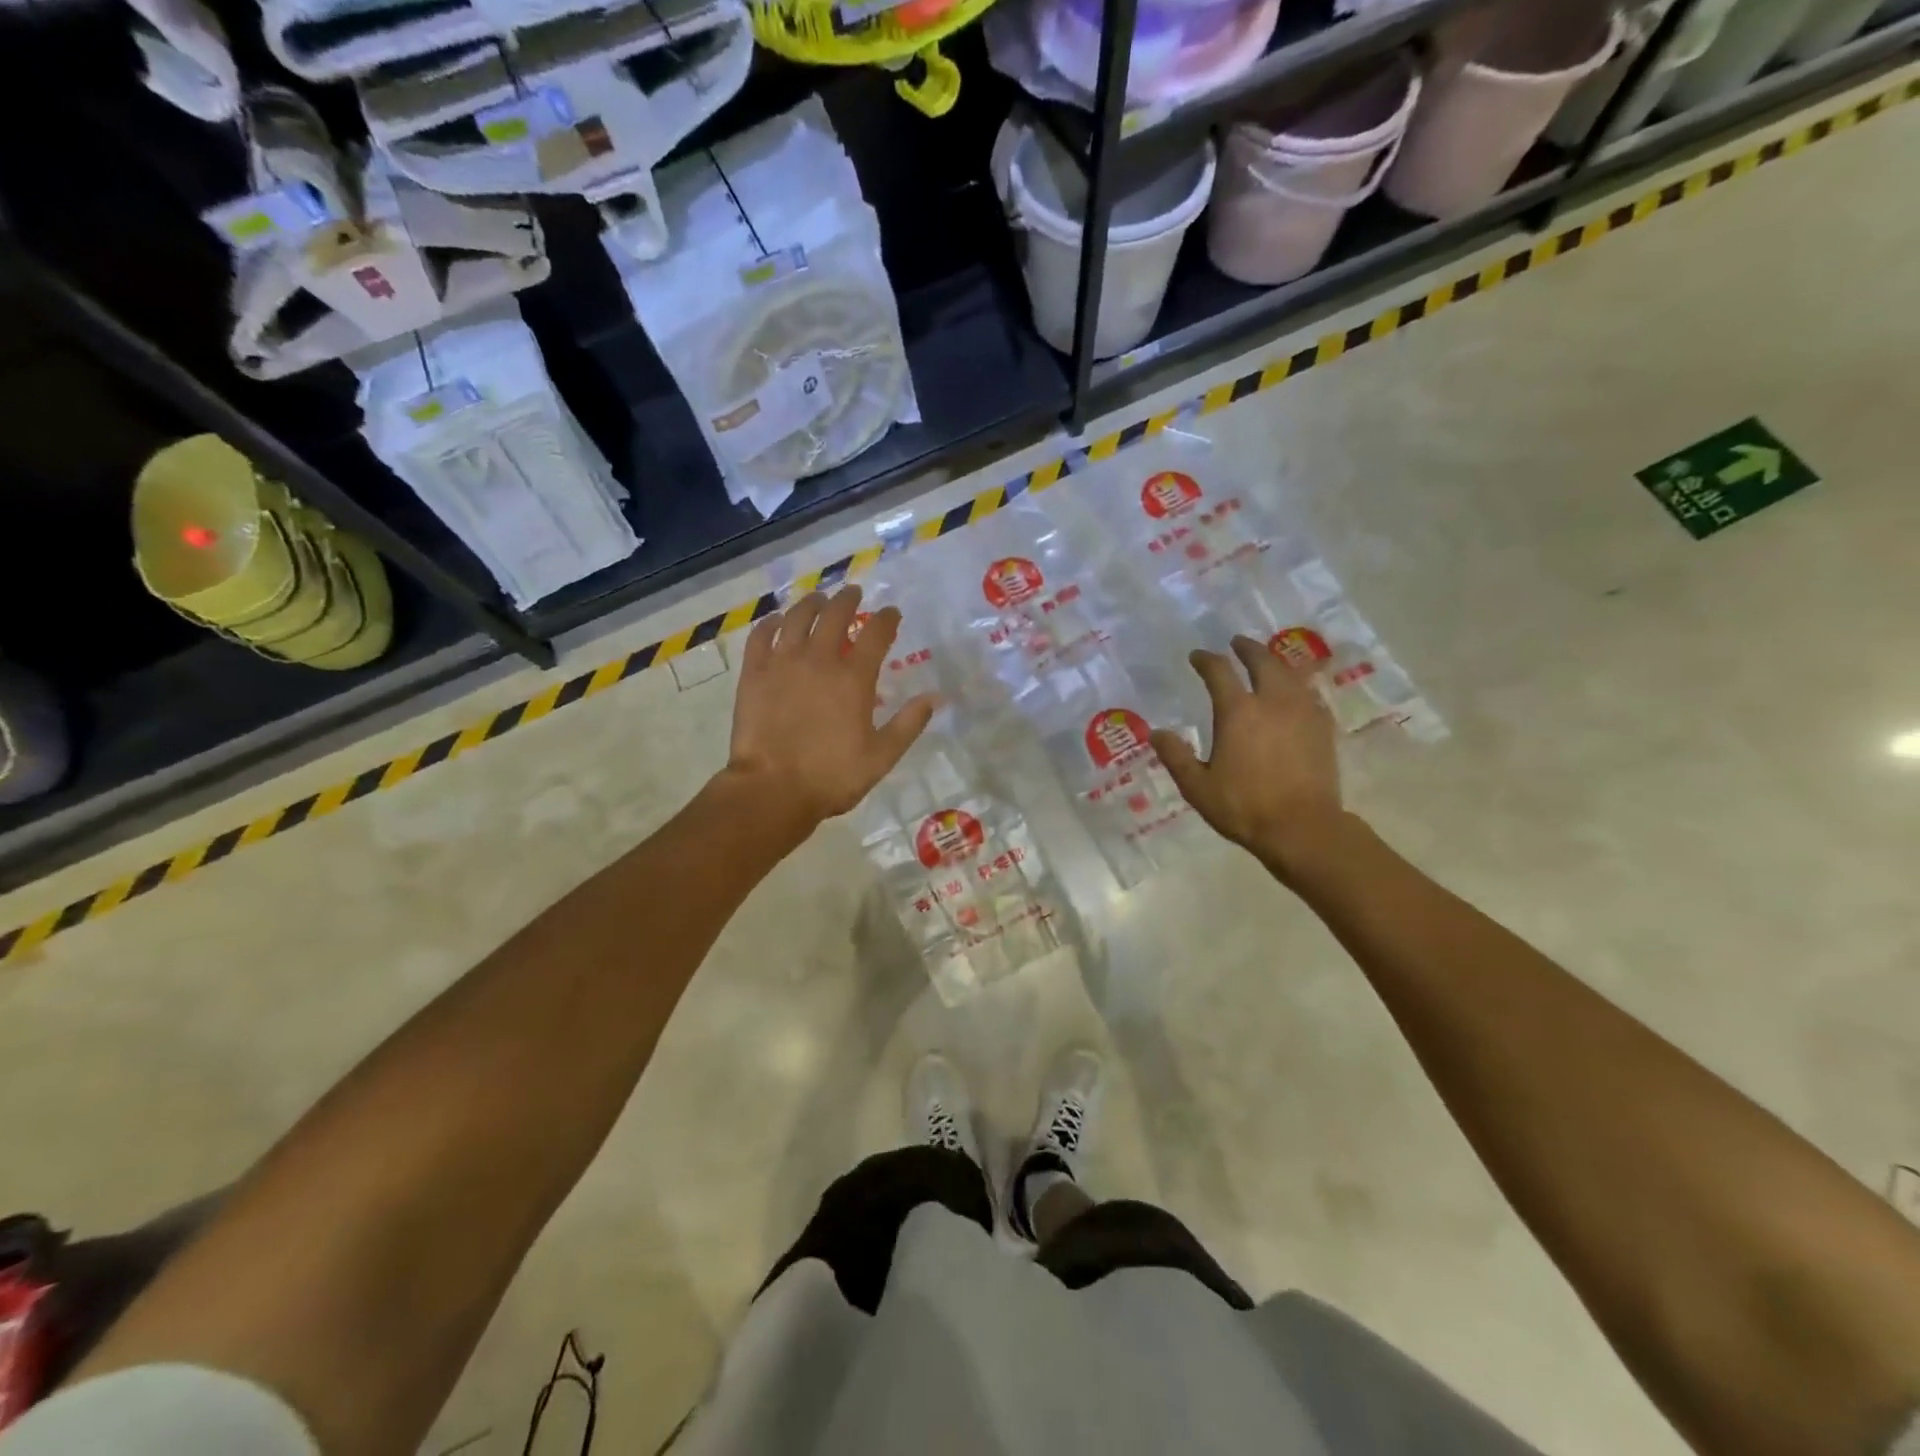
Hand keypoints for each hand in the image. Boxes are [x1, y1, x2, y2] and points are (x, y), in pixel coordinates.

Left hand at [724, 585, 936, 829]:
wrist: (772, 789)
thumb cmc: (832, 776)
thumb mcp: (881, 756)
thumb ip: (909, 724)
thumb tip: (935, 697)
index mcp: (854, 678)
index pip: (876, 634)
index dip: (887, 619)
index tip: (892, 613)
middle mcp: (819, 660)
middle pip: (836, 615)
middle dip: (848, 599)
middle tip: (854, 593)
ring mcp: (783, 663)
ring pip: (798, 618)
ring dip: (811, 603)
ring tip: (818, 599)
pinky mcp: (753, 673)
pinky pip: (762, 636)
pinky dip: (772, 623)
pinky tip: (777, 621)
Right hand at [1150, 635, 1352, 879]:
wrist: (1303, 827)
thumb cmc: (1244, 807)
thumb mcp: (1197, 787)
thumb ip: (1176, 756)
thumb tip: (1157, 733)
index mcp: (1237, 712)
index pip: (1219, 672)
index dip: (1206, 660)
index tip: (1197, 656)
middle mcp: (1272, 701)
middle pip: (1262, 661)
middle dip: (1247, 648)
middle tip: (1237, 643)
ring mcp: (1303, 712)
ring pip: (1290, 673)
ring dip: (1274, 662)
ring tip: (1266, 661)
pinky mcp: (1323, 727)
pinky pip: (1310, 694)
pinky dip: (1297, 686)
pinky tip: (1295, 693)